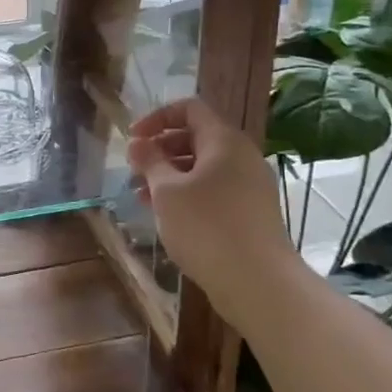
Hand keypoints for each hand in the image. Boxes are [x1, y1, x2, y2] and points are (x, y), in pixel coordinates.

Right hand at [126, 97, 296, 295]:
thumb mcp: (167, 191)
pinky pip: (214, 190)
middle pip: (195, 138)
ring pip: (203, 168)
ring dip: (170, 175)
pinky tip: (166, 215)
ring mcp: (250, 185)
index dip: (156, 118)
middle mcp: (241, 156)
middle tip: (133, 171)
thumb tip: (138, 142)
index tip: (132, 139)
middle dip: (160, 150)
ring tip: (141, 197)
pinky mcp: (251, 212)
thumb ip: (150, 161)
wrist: (258, 282)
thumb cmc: (206, 227)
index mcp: (224, 141)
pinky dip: (187, 194)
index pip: (189, 109)